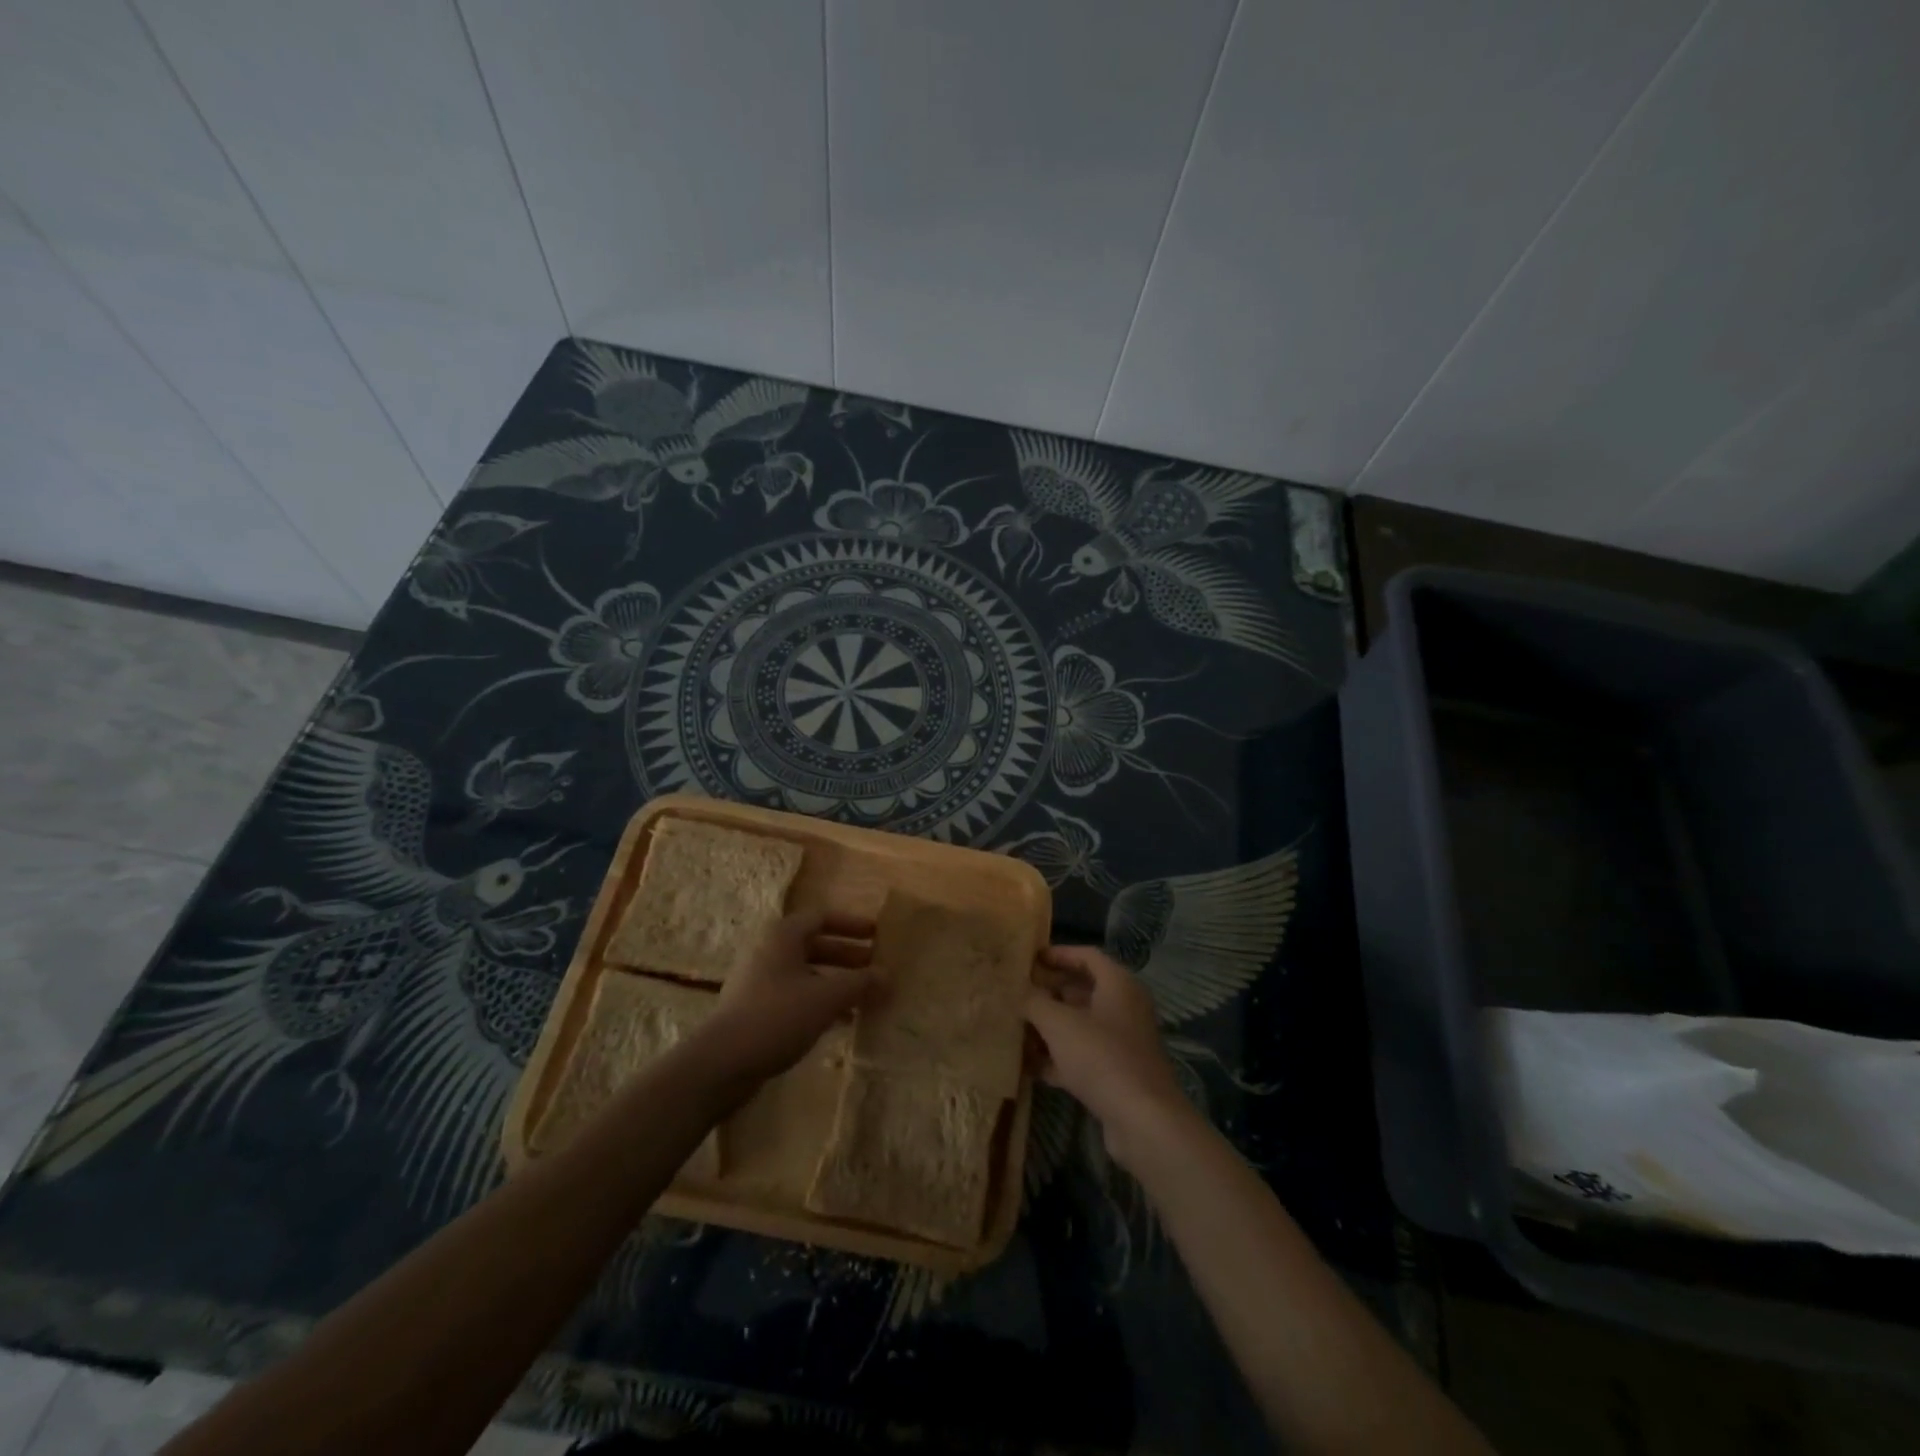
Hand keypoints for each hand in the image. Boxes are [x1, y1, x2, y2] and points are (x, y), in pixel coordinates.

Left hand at [704, 910, 876, 1082]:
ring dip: (836, 982)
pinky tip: (841, 1022)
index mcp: (783, 936)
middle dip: (848, 956)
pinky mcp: (755, 1010)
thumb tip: (889, 975)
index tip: (877, 934)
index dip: (852, 924)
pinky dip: (819, 1001)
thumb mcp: (826, 997)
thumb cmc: (777, 1016)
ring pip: (806, 973)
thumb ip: (860, 983)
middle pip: (815, 945)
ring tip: (865, 997)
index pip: (822, 917)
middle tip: (876, 967)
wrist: (721, 1063)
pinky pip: (795, 995)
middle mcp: (769, 951)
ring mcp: (759, 981)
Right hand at [1026, 945, 1191, 1166]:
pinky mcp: (1117, 1074)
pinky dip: (1059, 1057)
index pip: (1087, 956)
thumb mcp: (1059, 1023)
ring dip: (1050, 1027)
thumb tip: (1019, 991)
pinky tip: (1029, 1066)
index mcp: (1118, 984)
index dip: (1058, 954)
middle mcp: (1125, 1008)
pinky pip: (1083, 1056)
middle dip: (1050, 992)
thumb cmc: (1101, 1056)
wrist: (1143, 1121)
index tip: (1029, 960)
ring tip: (1016, 1028)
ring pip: (1081, 1026)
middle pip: (1083, 990)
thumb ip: (1034, 1001)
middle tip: (1018, 994)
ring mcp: (1122, 1043)